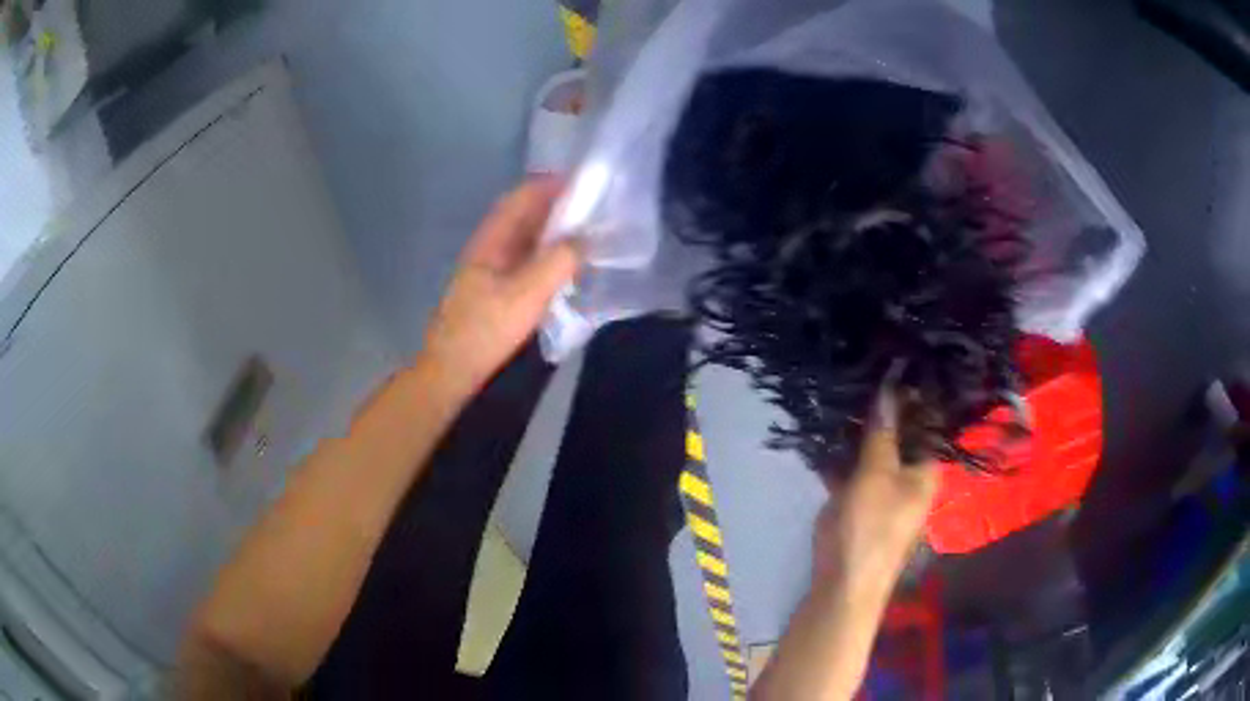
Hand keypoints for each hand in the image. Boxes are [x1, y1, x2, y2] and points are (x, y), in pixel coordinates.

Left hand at [421, 179, 581, 393]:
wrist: (452, 371)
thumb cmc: (485, 330)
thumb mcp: (526, 295)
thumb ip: (558, 262)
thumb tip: (584, 238)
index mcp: (491, 241)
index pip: (520, 198)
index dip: (549, 185)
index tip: (583, 181)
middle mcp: (489, 248)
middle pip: (523, 216)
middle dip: (555, 206)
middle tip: (594, 206)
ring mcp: (491, 270)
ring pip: (525, 239)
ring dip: (552, 231)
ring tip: (587, 231)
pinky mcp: (496, 291)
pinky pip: (526, 261)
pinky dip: (547, 254)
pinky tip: (565, 265)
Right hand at [812, 391, 938, 593]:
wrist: (843, 581)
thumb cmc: (871, 526)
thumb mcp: (877, 473)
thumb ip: (882, 431)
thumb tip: (889, 386)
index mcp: (926, 469)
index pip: (927, 422)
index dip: (915, 395)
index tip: (895, 362)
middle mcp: (909, 474)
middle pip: (899, 434)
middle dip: (881, 409)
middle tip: (860, 373)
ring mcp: (882, 487)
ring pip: (872, 448)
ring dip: (858, 428)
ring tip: (840, 391)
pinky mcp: (858, 499)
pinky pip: (852, 467)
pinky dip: (841, 452)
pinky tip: (824, 428)